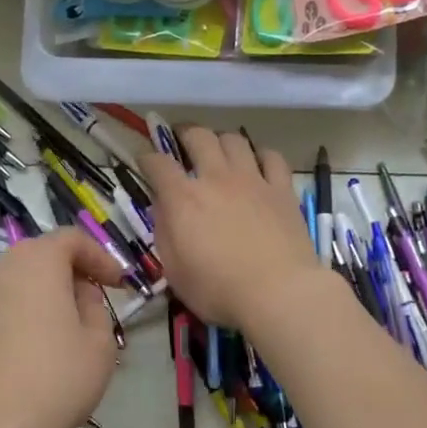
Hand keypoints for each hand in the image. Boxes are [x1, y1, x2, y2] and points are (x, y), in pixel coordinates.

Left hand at [0, 228, 124, 427]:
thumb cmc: (56, 378)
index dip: (100, 257)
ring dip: (49, 290)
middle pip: (43, 254)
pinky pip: (6, 301)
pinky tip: (42, 342)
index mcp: (37, 261)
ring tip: (71, 321)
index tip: (119, 284)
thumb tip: (80, 293)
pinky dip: (28, 308)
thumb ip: (95, 305)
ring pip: (22, 278)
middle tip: (97, 297)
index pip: (72, 239)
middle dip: (73, 270)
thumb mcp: (99, 341)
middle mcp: (2, 267)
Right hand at [139, 128, 325, 329]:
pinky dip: (261, 155)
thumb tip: (163, 208)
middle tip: (181, 141)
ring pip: (235, 140)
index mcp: (183, 199)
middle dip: (184, 134)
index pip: (158, 164)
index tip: (144, 161)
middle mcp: (216, 179)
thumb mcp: (175, 271)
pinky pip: (272, 157)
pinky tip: (258, 164)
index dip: (147, 158)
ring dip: (221, 141)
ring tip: (219, 150)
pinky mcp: (282, 190)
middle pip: (198, 137)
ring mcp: (253, 180)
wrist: (278, 293)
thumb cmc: (218, 290)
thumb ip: (165, 233)